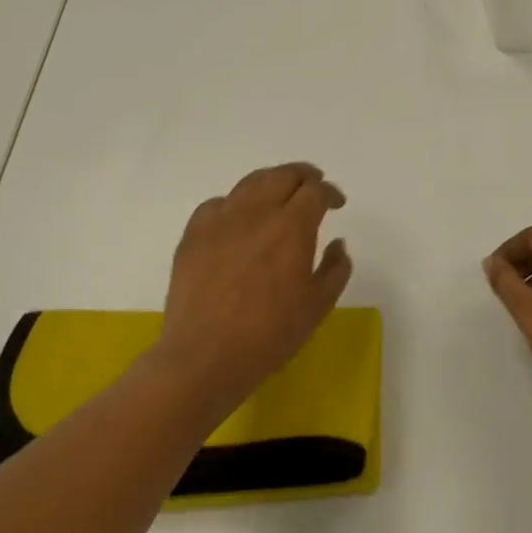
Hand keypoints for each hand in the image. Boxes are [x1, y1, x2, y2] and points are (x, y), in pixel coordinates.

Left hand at [159, 163, 352, 401]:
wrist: (205, 357)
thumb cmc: (270, 334)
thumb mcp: (318, 305)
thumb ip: (336, 268)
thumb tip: (337, 243)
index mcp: (292, 226)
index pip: (316, 191)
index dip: (330, 193)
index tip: (336, 204)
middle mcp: (257, 212)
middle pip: (283, 175)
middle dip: (304, 176)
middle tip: (313, 187)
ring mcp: (221, 220)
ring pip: (250, 182)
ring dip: (272, 182)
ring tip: (279, 194)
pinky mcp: (194, 234)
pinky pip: (218, 204)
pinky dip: (236, 203)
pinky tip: (239, 219)